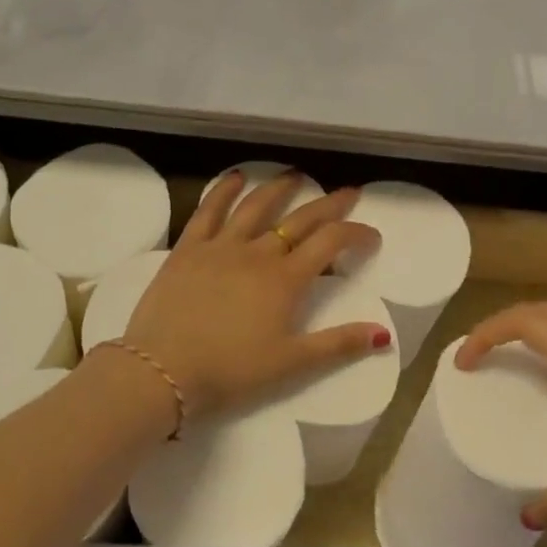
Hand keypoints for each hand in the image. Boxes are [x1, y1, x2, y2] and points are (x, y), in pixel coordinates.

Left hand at [119, 173, 391, 419]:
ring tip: (296, 176)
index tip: (372, 235)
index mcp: (286, 280)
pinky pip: (208, 210)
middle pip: (300, 219)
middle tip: (349, 191)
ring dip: (279, 188)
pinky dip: (224, 190)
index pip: (331, 243)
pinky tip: (236, 178)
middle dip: (329, 204)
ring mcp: (221, 246)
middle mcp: (258, 253)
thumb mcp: (291, 363)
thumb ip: (338, 344)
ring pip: (256, 207)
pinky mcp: (188, 248)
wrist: (163, 369)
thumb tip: (384, 334)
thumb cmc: (230, 371)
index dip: (356, 234)